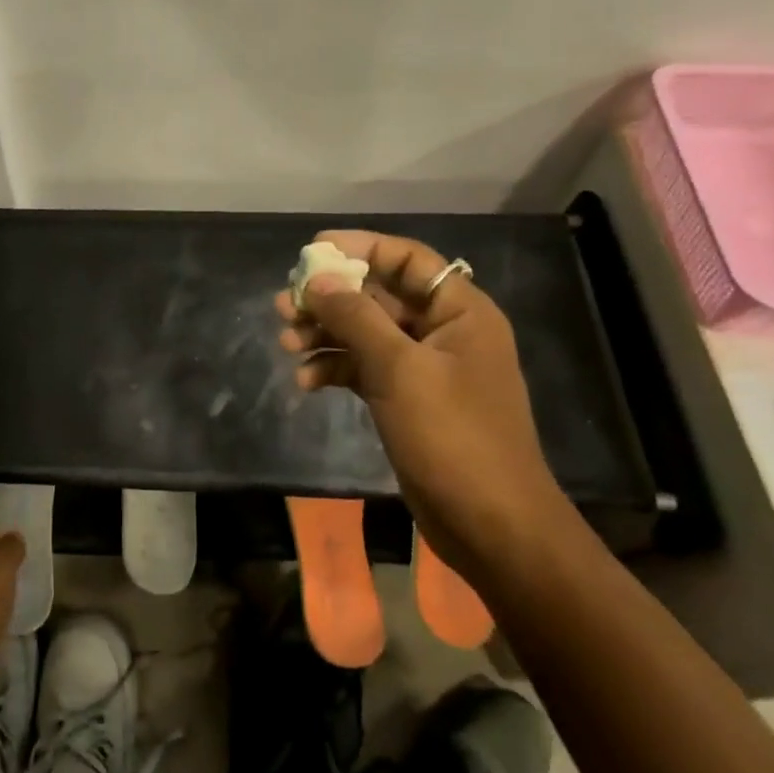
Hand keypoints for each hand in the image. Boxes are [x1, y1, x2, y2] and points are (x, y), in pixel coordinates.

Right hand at [276, 230, 566, 570]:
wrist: (490, 525)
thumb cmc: (452, 436)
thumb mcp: (399, 369)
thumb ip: (355, 317)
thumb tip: (318, 279)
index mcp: (460, 312)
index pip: (407, 260)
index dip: (360, 247)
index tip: (312, 251)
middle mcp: (444, 332)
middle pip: (379, 297)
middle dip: (330, 299)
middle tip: (284, 305)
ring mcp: (425, 369)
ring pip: (366, 334)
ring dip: (326, 335)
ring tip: (285, 343)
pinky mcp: (407, 400)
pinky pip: (365, 369)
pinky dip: (335, 369)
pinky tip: (306, 382)